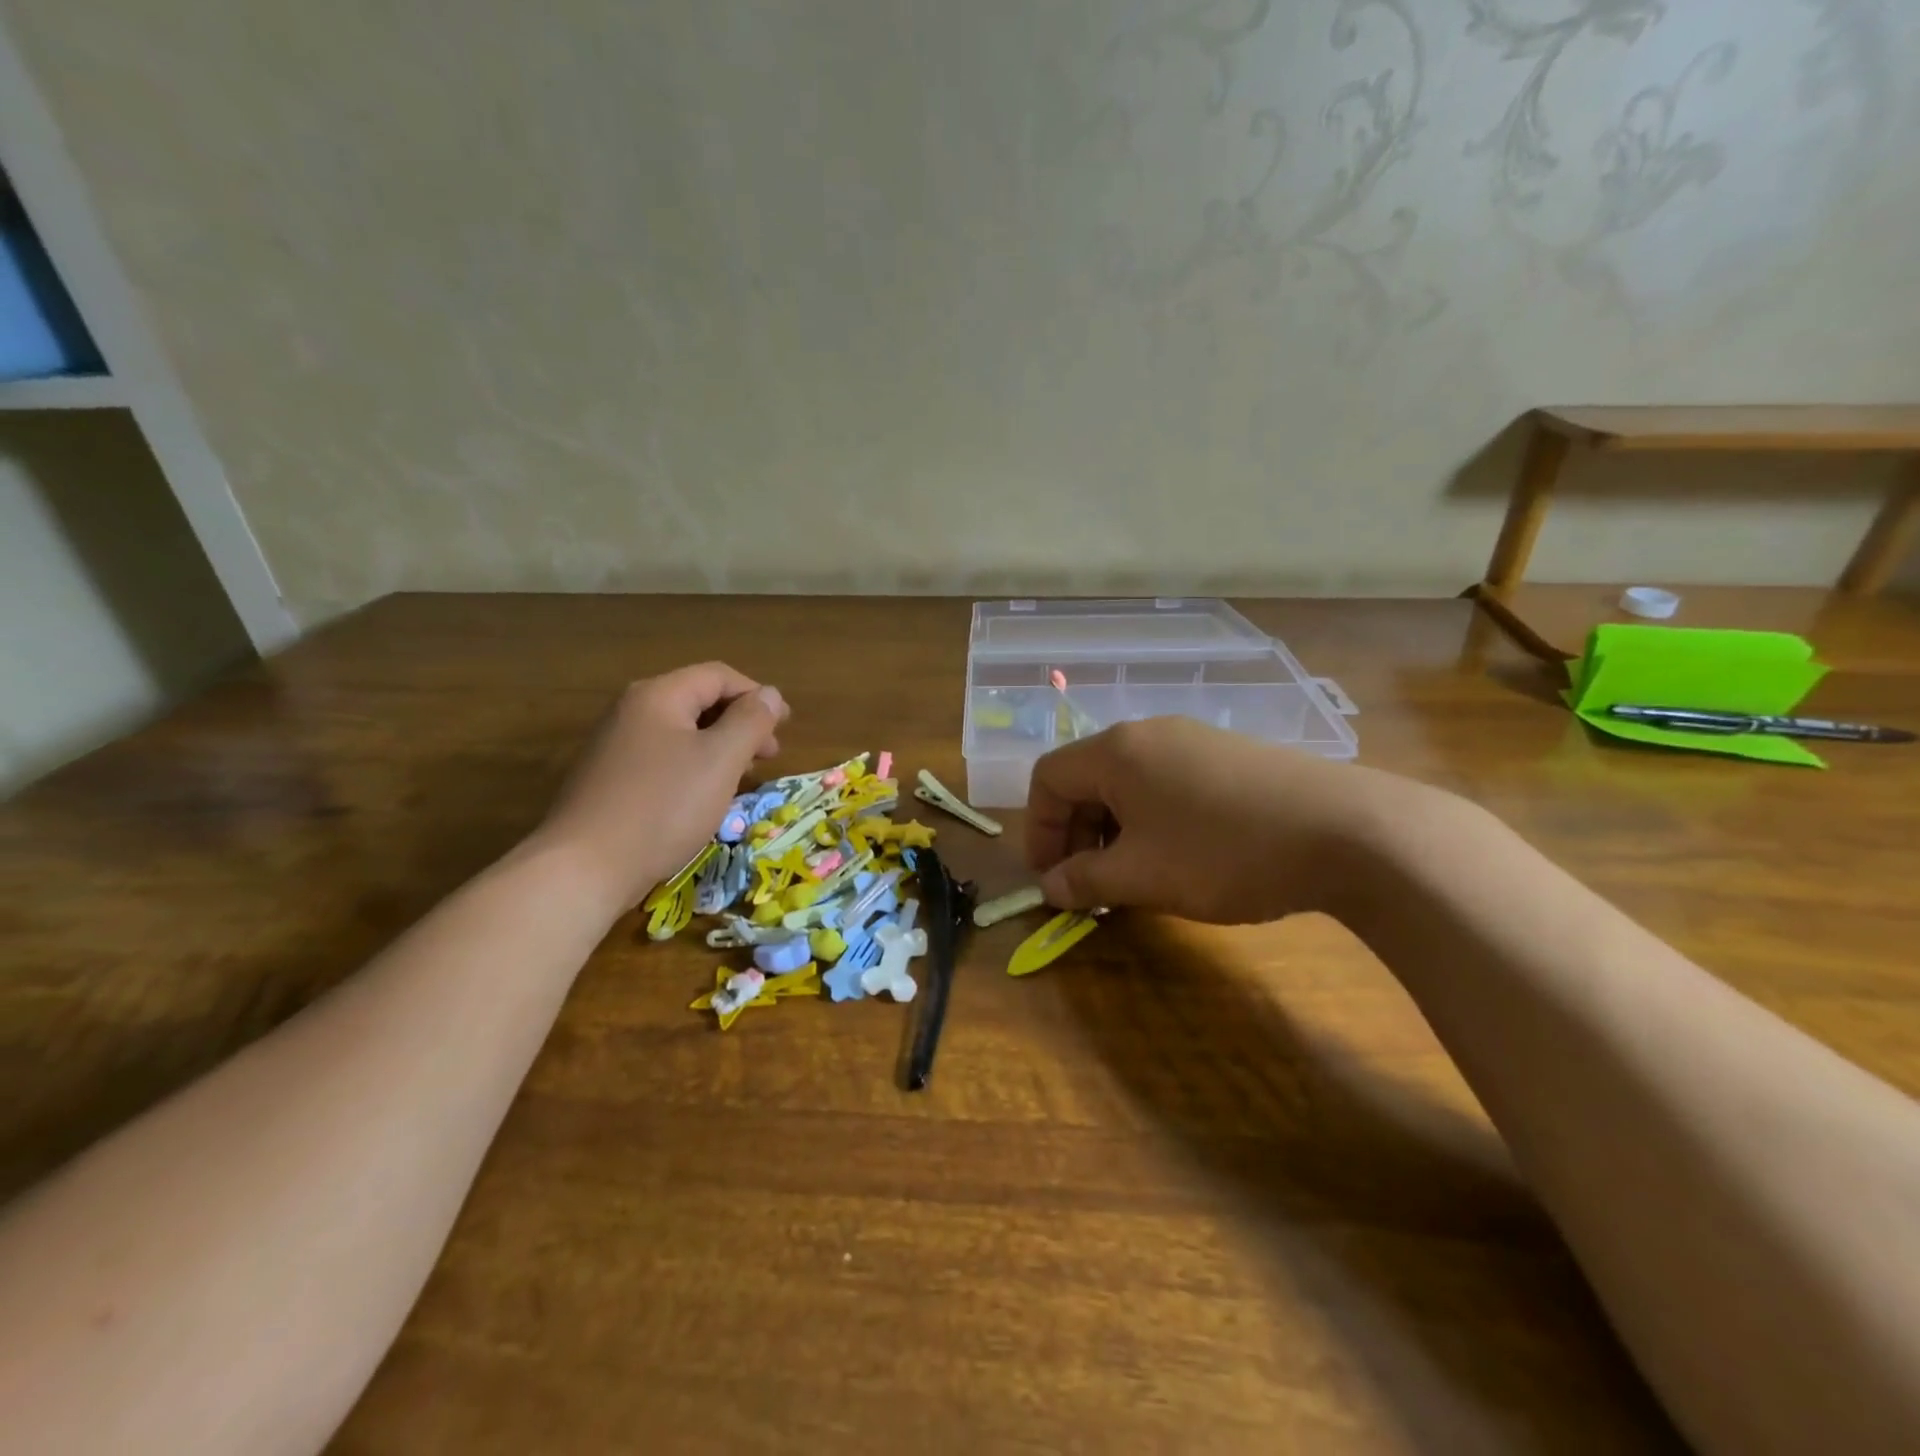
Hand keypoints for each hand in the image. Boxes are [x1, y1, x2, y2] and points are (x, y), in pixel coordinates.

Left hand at [532, 662, 788, 914]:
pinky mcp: (610, 778)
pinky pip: (664, 758)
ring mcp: (616, 745)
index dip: (757, 695)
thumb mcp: (720, 760)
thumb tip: (769, 694)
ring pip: (682, 732)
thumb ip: (750, 721)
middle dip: (741, 722)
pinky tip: (705, 796)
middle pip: (699, 700)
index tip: (786, 725)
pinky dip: (695, 766)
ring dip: (721, 747)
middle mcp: (632, 710)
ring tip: (744, 777)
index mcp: (658, 695)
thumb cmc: (663, 806)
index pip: (718, 676)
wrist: (584, 868)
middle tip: (770, 755)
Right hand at [1024, 717, 1403, 924]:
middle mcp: (1149, 733)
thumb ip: (1085, 880)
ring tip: (1134, 874)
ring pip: (1128, 782)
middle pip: (1086, 777)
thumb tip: (1050, 887)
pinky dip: (1152, 818)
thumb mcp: (1142, 876)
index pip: (1048, 778)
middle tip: (1090, 882)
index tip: (1052, 878)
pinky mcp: (1229, 755)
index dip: (1038, 829)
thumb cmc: (1223, 852)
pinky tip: (1179, 855)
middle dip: (1075, 832)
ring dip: (1114, 829)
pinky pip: (1166, 782)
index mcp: (1116, 752)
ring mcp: (1193, 739)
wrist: (1346, 831)